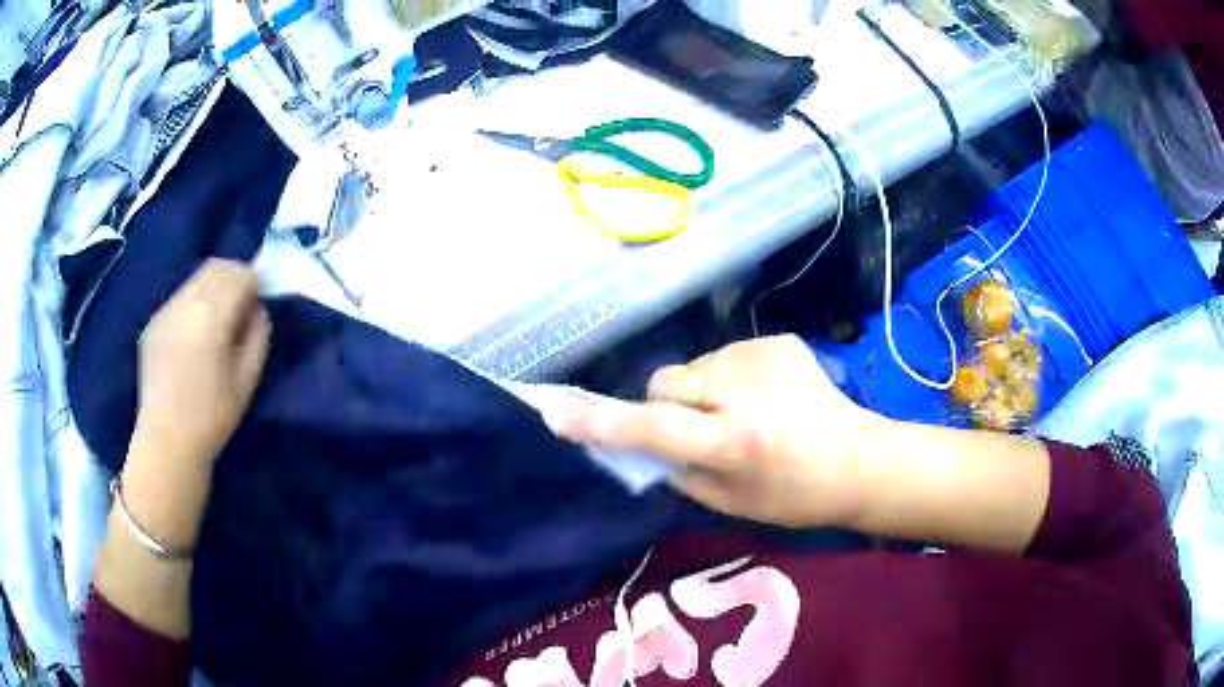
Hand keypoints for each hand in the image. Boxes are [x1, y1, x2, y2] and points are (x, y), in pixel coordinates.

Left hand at [133, 258, 270, 468]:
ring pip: (196, 280)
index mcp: (211, 312)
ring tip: (218, 322)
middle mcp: (186, 300)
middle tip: (243, 307)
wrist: (167, 442)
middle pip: (217, 267)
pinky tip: (195, 335)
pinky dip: (194, 304)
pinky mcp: (153, 324)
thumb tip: (257, 310)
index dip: (256, 286)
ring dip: (213, 288)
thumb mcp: (248, 379)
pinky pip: (179, 299)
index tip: (258, 308)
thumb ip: (258, 335)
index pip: (241, 274)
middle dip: (235, 278)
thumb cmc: (213, 416)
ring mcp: (165, 310)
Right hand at [561, 335, 883, 527]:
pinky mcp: (776, 340)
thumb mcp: (731, 502)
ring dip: (700, 392)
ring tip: (741, 415)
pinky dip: (728, 379)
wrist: (859, 459)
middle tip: (698, 431)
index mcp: (737, 442)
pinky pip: (724, 357)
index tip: (559, 413)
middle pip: (666, 382)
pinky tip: (763, 398)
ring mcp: (763, 356)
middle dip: (667, 406)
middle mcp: (746, 390)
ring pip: (693, 367)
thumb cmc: (796, 496)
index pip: (655, 428)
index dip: (605, 423)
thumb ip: (678, 471)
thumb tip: (641, 442)